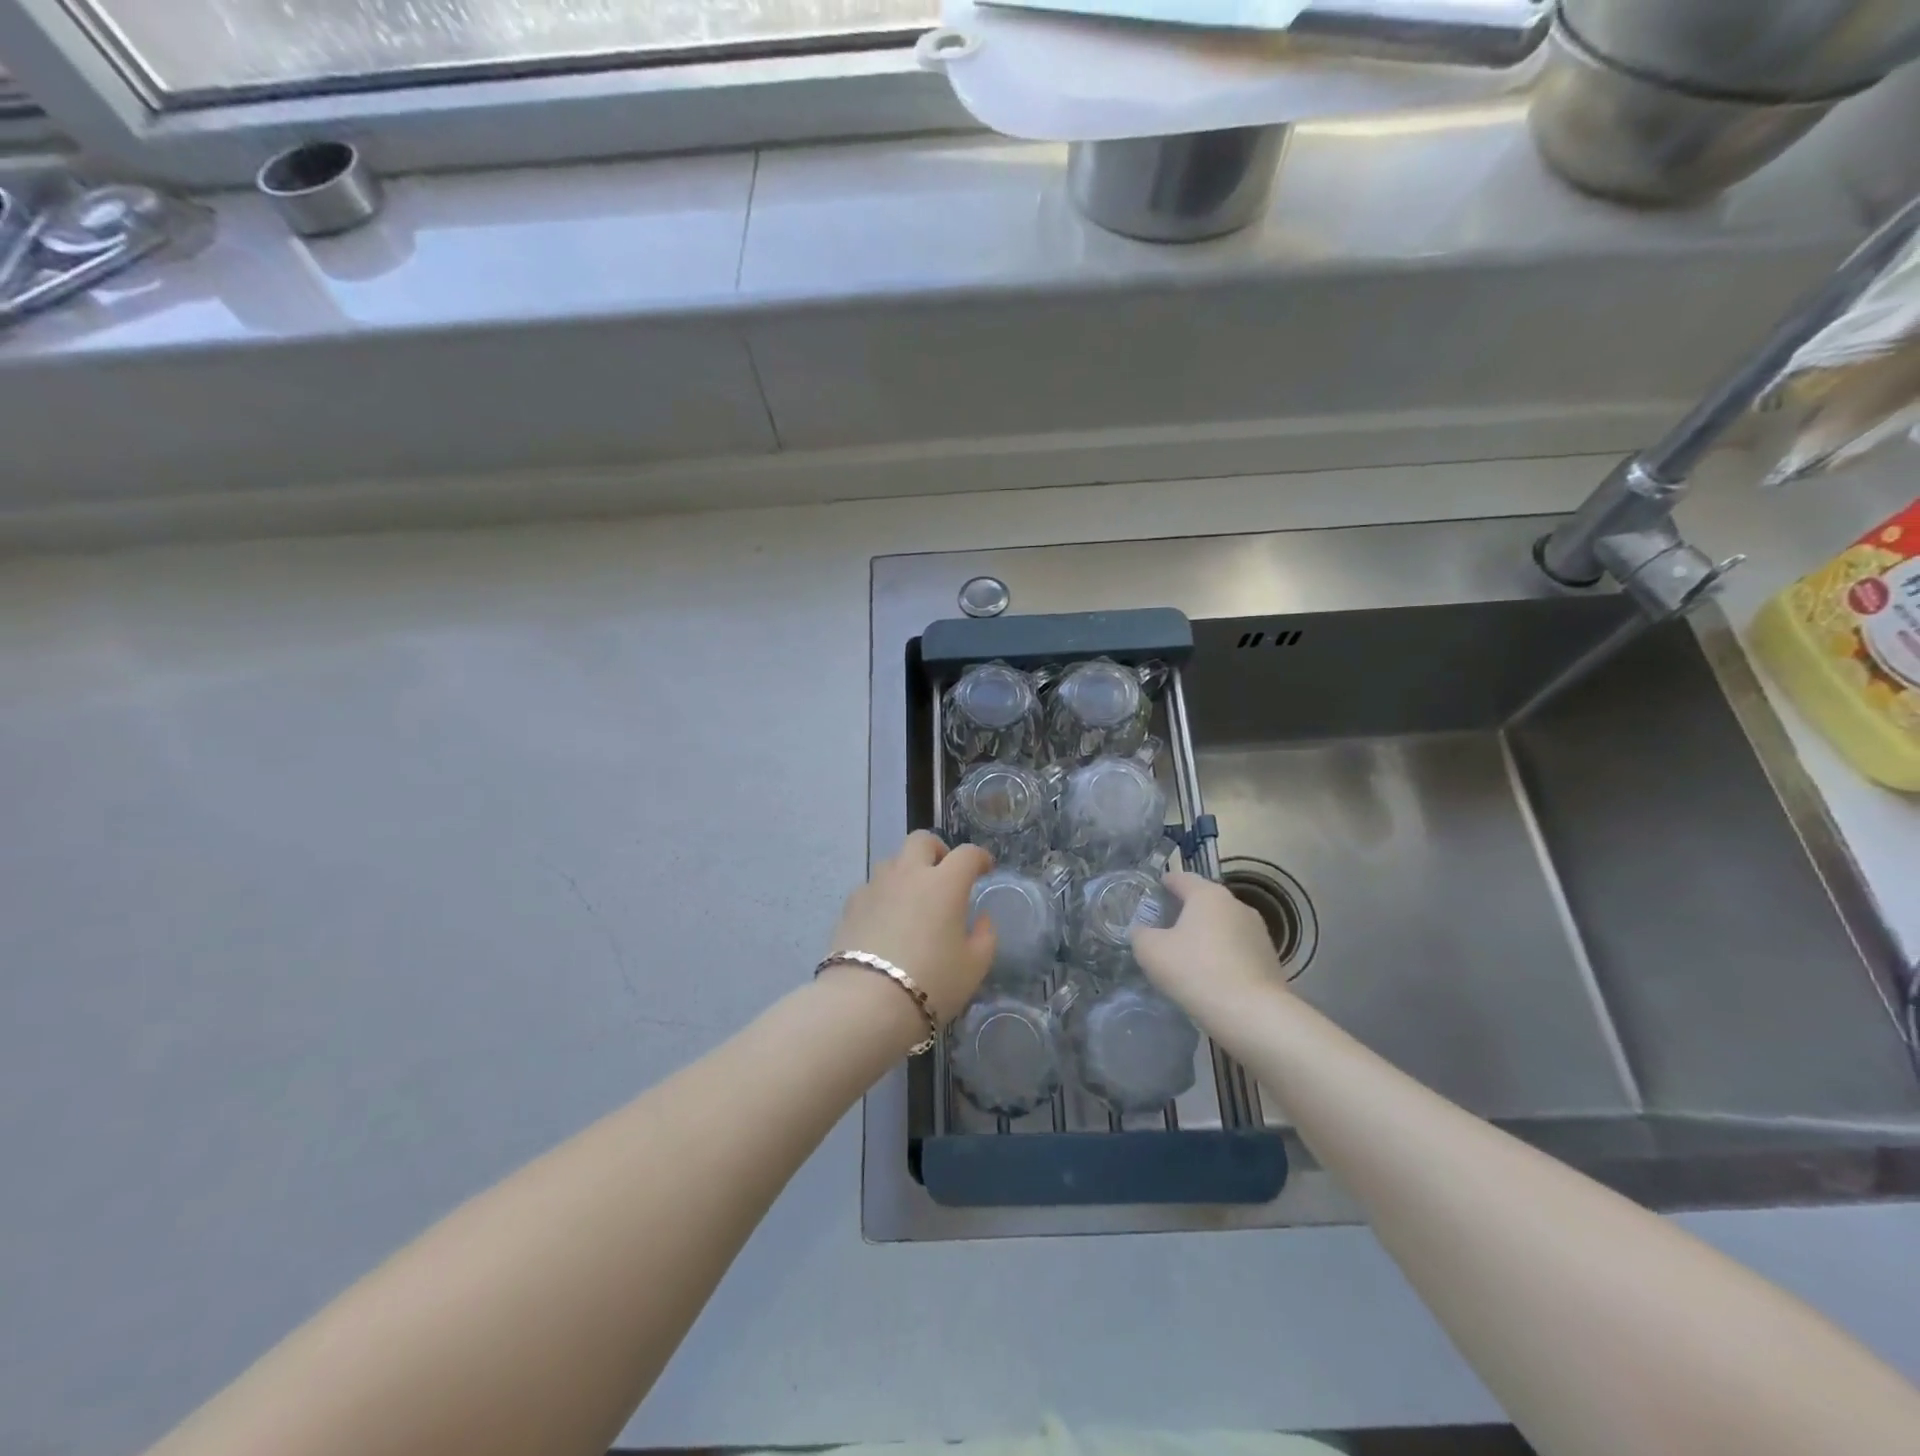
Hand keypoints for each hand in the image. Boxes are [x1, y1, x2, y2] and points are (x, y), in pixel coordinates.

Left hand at [827, 832, 995, 1022]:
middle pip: (922, 841)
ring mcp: (876, 886)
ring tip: (913, 899)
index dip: (980, 858)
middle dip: (938, 850)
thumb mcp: (974, 967)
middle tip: (944, 874)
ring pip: (893, 861)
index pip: (967, 855)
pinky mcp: (851, 904)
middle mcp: (909, 874)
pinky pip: (872, 887)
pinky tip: (886, 920)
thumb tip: (982, 918)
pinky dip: (884, 895)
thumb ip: (985, 937)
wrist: (866, 1003)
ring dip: (907, 871)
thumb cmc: (932, 983)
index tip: (985, 868)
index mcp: (945, 883)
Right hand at [1131, 871, 1286, 1026]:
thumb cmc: (1196, 971)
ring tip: (1189, 954)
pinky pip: (1238, 949)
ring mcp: (1258, 932)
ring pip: (1224, 925)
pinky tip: (1212, 974)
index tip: (1155, 890)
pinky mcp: (1270, 959)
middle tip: (1166, 926)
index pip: (1182, 878)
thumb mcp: (1151, 951)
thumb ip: (1141, 934)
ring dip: (1207, 934)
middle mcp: (1237, 905)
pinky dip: (1224, 955)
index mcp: (1208, 895)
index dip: (1165, 882)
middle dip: (1186, 910)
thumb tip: (1143, 931)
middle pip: (1205, 901)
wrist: (1252, 1014)